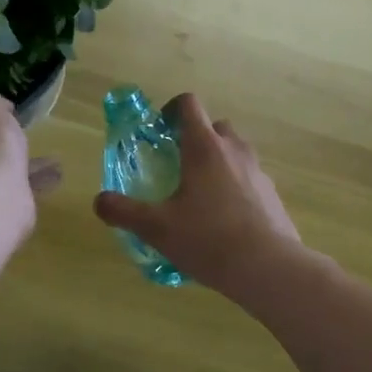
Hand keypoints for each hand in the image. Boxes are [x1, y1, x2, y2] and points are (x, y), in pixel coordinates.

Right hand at [92, 93, 301, 294]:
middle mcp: (234, 149)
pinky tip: (225, 220)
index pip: (188, 105)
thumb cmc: (207, 238)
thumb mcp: (156, 228)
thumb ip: (123, 211)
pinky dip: (236, 187)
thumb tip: (99, 201)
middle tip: (178, 166)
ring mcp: (258, 171)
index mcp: (204, 147)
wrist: (268, 267)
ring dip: (218, 162)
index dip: (171, 110)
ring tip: (201, 196)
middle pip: (215, 127)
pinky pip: (250, 179)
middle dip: (196, 139)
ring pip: (235, 153)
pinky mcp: (273, 194)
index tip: (159, 131)